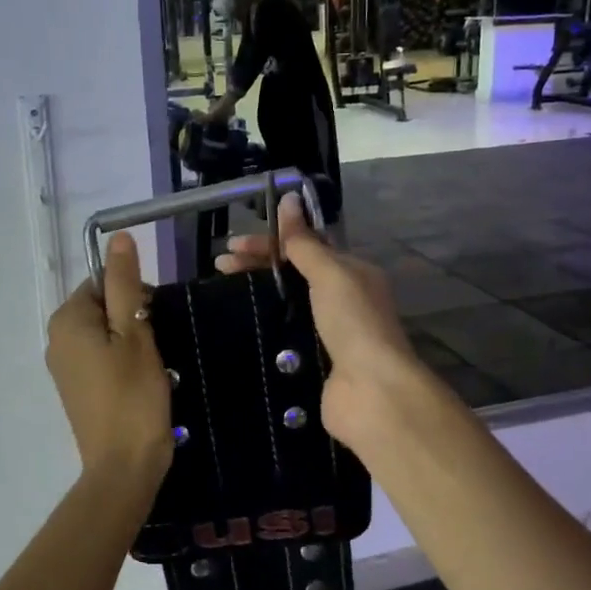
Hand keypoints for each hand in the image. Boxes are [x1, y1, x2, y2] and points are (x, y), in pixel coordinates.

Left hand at [45, 232, 172, 484]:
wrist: (123, 466)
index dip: (135, 295)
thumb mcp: (135, 332)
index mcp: (67, 319)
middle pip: (103, 306)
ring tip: (152, 368)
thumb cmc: (133, 395)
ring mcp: (63, 366)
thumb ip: (125, 284)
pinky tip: (140, 383)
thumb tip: (118, 239)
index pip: (103, 282)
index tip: (155, 321)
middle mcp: (56, 338)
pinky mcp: (75, 389)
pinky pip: (100, 358)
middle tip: (156, 347)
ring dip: (132, 342)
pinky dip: (122, 362)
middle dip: (133, 318)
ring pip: (105, 333)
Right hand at [217, 194, 428, 447]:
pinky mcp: (315, 363)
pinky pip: (285, 337)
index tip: (231, 247)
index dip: (269, 243)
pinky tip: (239, 328)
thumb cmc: (353, 322)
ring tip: (222, 296)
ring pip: (287, 306)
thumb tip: (287, 198)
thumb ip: (304, 241)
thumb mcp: (329, 273)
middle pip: (293, 275)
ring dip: (258, 297)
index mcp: (352, 273)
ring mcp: (329, 333)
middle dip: (258, 267)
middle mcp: (343, 300)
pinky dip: (265, 329)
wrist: (371, 391)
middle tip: (220, 268)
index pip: (305, 248)